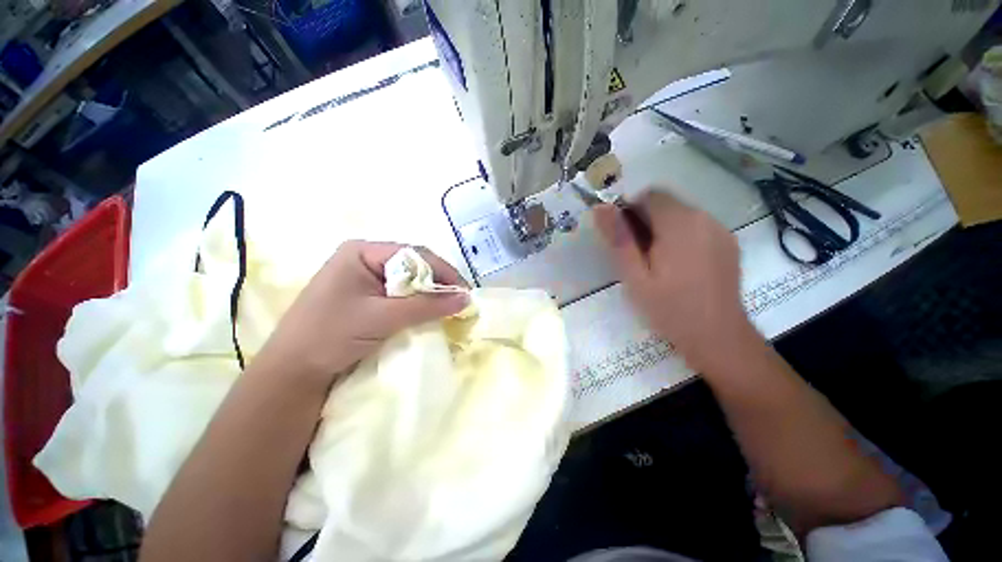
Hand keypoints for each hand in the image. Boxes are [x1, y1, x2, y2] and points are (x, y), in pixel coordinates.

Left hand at [256, 241, 468, 388]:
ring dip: (419, 302)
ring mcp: (354, 283)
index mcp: (360, 252)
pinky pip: (387, 301)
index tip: (465, 296)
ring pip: (398, 287)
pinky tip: (417, 324)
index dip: (442, 272)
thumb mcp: (380, 318)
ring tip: (442, 318)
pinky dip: (405, 312)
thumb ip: (423, 306)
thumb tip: (465, 298)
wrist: (293, 368)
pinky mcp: (353, 304)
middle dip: (432, 287)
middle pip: (406, 268)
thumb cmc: (331, 334)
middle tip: (456, 310)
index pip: (412, 253)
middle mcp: (358, 261)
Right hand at [593, 191, 753, 371]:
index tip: (630, 242)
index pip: (649, 195)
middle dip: (653, 222)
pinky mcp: (730, 242)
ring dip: (673, 230)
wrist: (719, 336)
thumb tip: (601, 207)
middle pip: (669, 204)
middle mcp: (702, 216)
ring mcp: (719, 229)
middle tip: (647, 260)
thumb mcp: (638, 281)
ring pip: (686, 216)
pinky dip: (692, 239)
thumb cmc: (674, 311)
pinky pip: (703, 229)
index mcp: (678, 221)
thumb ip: (619, 240)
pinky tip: (691, 270)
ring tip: (670, 267)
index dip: (633, 212)